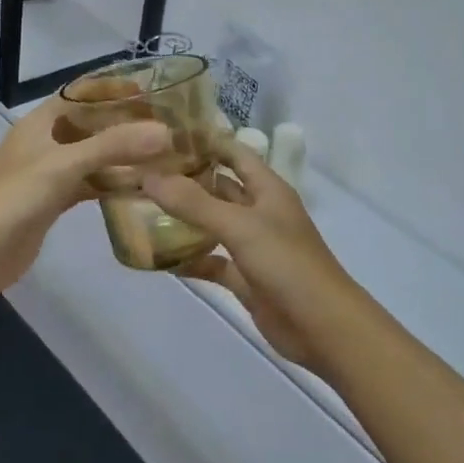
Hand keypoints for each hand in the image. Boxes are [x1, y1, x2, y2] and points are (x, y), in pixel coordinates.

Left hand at [0, 99, 170, 301]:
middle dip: (124, 124)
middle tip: (166, 126)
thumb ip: (114, 146)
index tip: (150, 90)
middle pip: (90, 125)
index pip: (80, 93)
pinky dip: (112, 183)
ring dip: (121, 156)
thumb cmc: (15, 197)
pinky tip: (140, 188)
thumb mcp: (65, 165)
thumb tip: (165, 132)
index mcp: (40, 122)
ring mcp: (49, 173)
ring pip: (92, 156)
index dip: (112, 88)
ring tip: (162, 156)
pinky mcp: (53, 201)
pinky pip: (89, 184)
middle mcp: (45, 142)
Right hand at [142, 141, 369, 376]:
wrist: (323, 327)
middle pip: (219, 187)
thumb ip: (194, 203)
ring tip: (140, 208)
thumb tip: (148, 177)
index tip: (162, 135)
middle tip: (141, 172)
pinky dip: (189, 258)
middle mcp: (259, 212)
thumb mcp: (240, 226)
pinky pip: (211, 261)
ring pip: (212, 225)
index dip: (204, 141)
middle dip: (185, 180)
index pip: (233, 152)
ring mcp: (252, 246)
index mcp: (267, 189)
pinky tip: (157, 256)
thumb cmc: (287, 264)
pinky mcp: (244, 278)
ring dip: (183, 219)